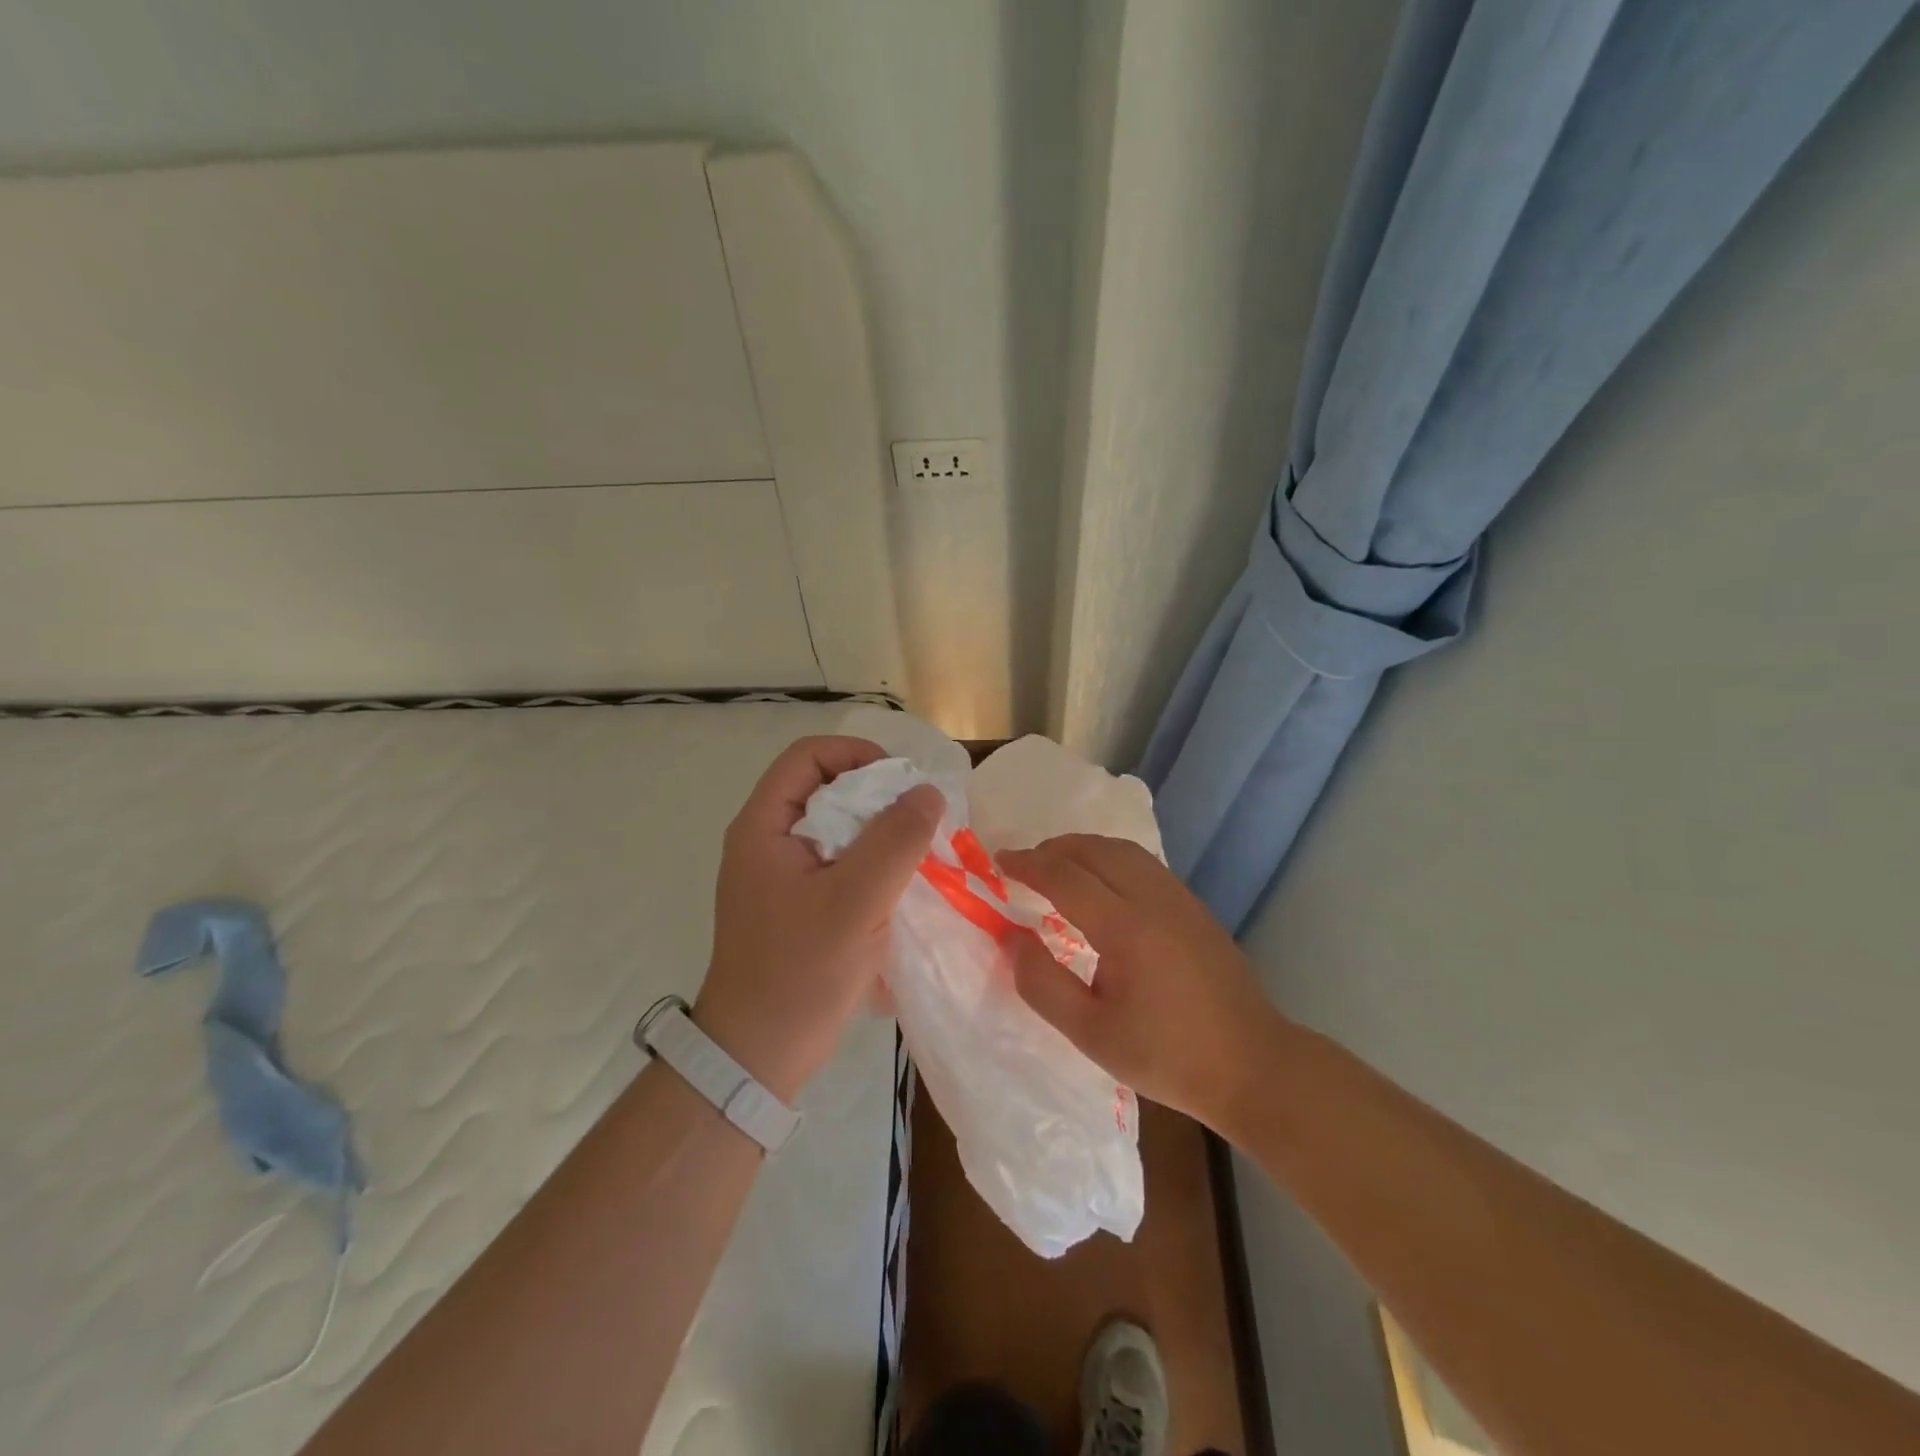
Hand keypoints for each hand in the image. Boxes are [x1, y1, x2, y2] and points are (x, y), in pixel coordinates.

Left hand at [695, 735, 942, 1102]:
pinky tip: (904, 889)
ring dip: (881, 836)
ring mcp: (782, 877)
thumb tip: (928, 792)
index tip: (902, 783)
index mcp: (764, 827)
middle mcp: (768, 842)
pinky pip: (841, 866)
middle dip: (878, 798)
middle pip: (827, 790)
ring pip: (838, 830)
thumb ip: (896, 840)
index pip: (808, 756)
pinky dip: (874, 867)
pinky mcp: (799, 907)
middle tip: (922, 821)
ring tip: (921, 855)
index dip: (857, 755)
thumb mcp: (855, 900)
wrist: (758, 1055)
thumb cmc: (800, 970)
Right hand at [997, 834, 1286, 1130]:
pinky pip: (1144, 863)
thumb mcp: (1091, 1034)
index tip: (999, 861)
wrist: (1253, 1065)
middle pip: (1094, 850)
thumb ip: (1043, 984)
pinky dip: (1110, 859)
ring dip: (1083, 848)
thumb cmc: (1167, 1056)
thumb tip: (1013, 938)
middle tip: (1023, 864)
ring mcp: (1180, 899)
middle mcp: (1153, 899)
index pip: (1065, 876)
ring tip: (1057, 867)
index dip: (1027, 864)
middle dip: (1052, 849)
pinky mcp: (1195, 907)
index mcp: (1126, 927)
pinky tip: (1101, 884)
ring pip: (1123, 850)